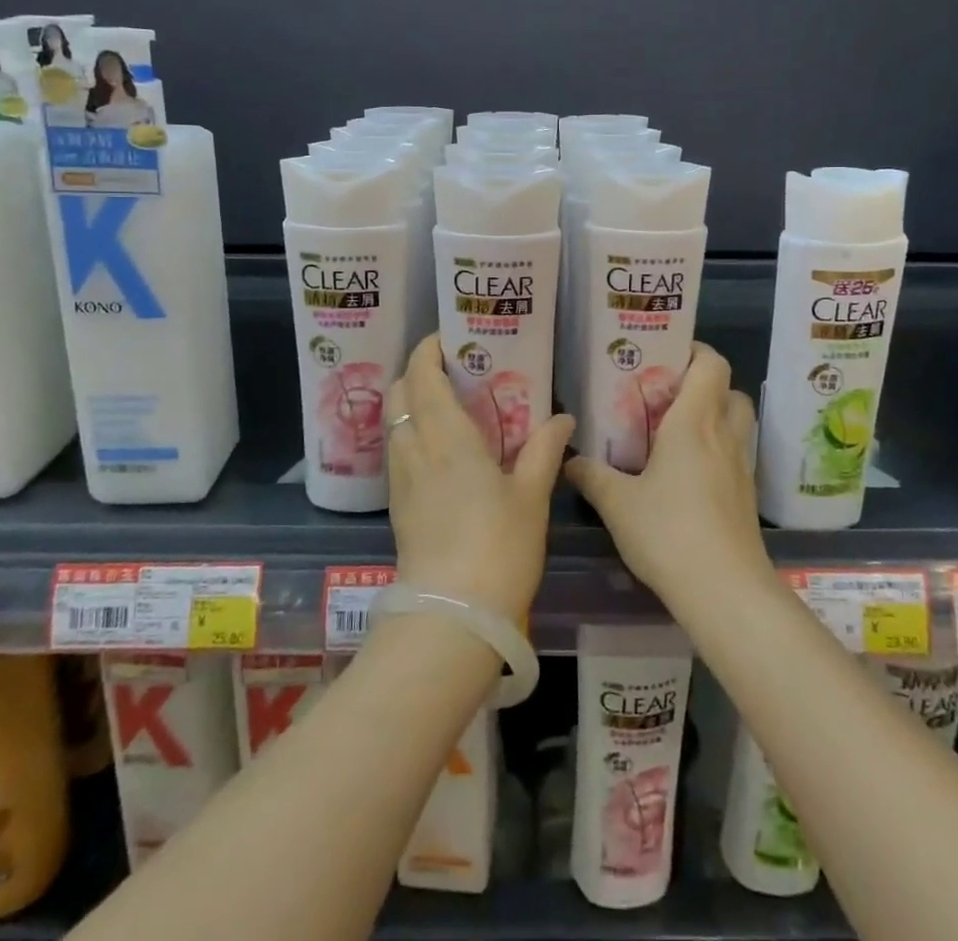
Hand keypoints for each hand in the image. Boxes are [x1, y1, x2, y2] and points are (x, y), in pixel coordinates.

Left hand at [385, 335, 572, 619]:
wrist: (452, 618)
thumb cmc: (498, 548)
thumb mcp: (531, 497)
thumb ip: (544, 451)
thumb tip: (563, 418)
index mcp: (446, 437)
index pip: (421, 376)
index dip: (427, 350)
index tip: (449, 338)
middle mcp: (414, 449)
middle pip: (398, 394)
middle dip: (416, 373)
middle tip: (453, 370)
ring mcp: (401, 480)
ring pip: (394, 423)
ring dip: (412, 404)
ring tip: (450, 406)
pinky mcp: (398, 506)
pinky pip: (398, 452)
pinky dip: (412, 434)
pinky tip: (442, 450)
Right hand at [565, 343, 769, 612]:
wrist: (726, 591)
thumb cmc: (669, 532)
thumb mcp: (617, 503)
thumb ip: (591, 476)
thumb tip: (568, 459)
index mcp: (695, 422)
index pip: (711, 363)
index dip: (694, 350)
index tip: (664, 354)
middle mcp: (724, 435)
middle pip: (729, 388)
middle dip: (704, 383)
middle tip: (668, 393)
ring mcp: (741, 466)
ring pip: (737, 421)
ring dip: (715, 415)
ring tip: (676, 429)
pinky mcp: (747, 496)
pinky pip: (736, 453)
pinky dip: (718, 449)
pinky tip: (687, 472)